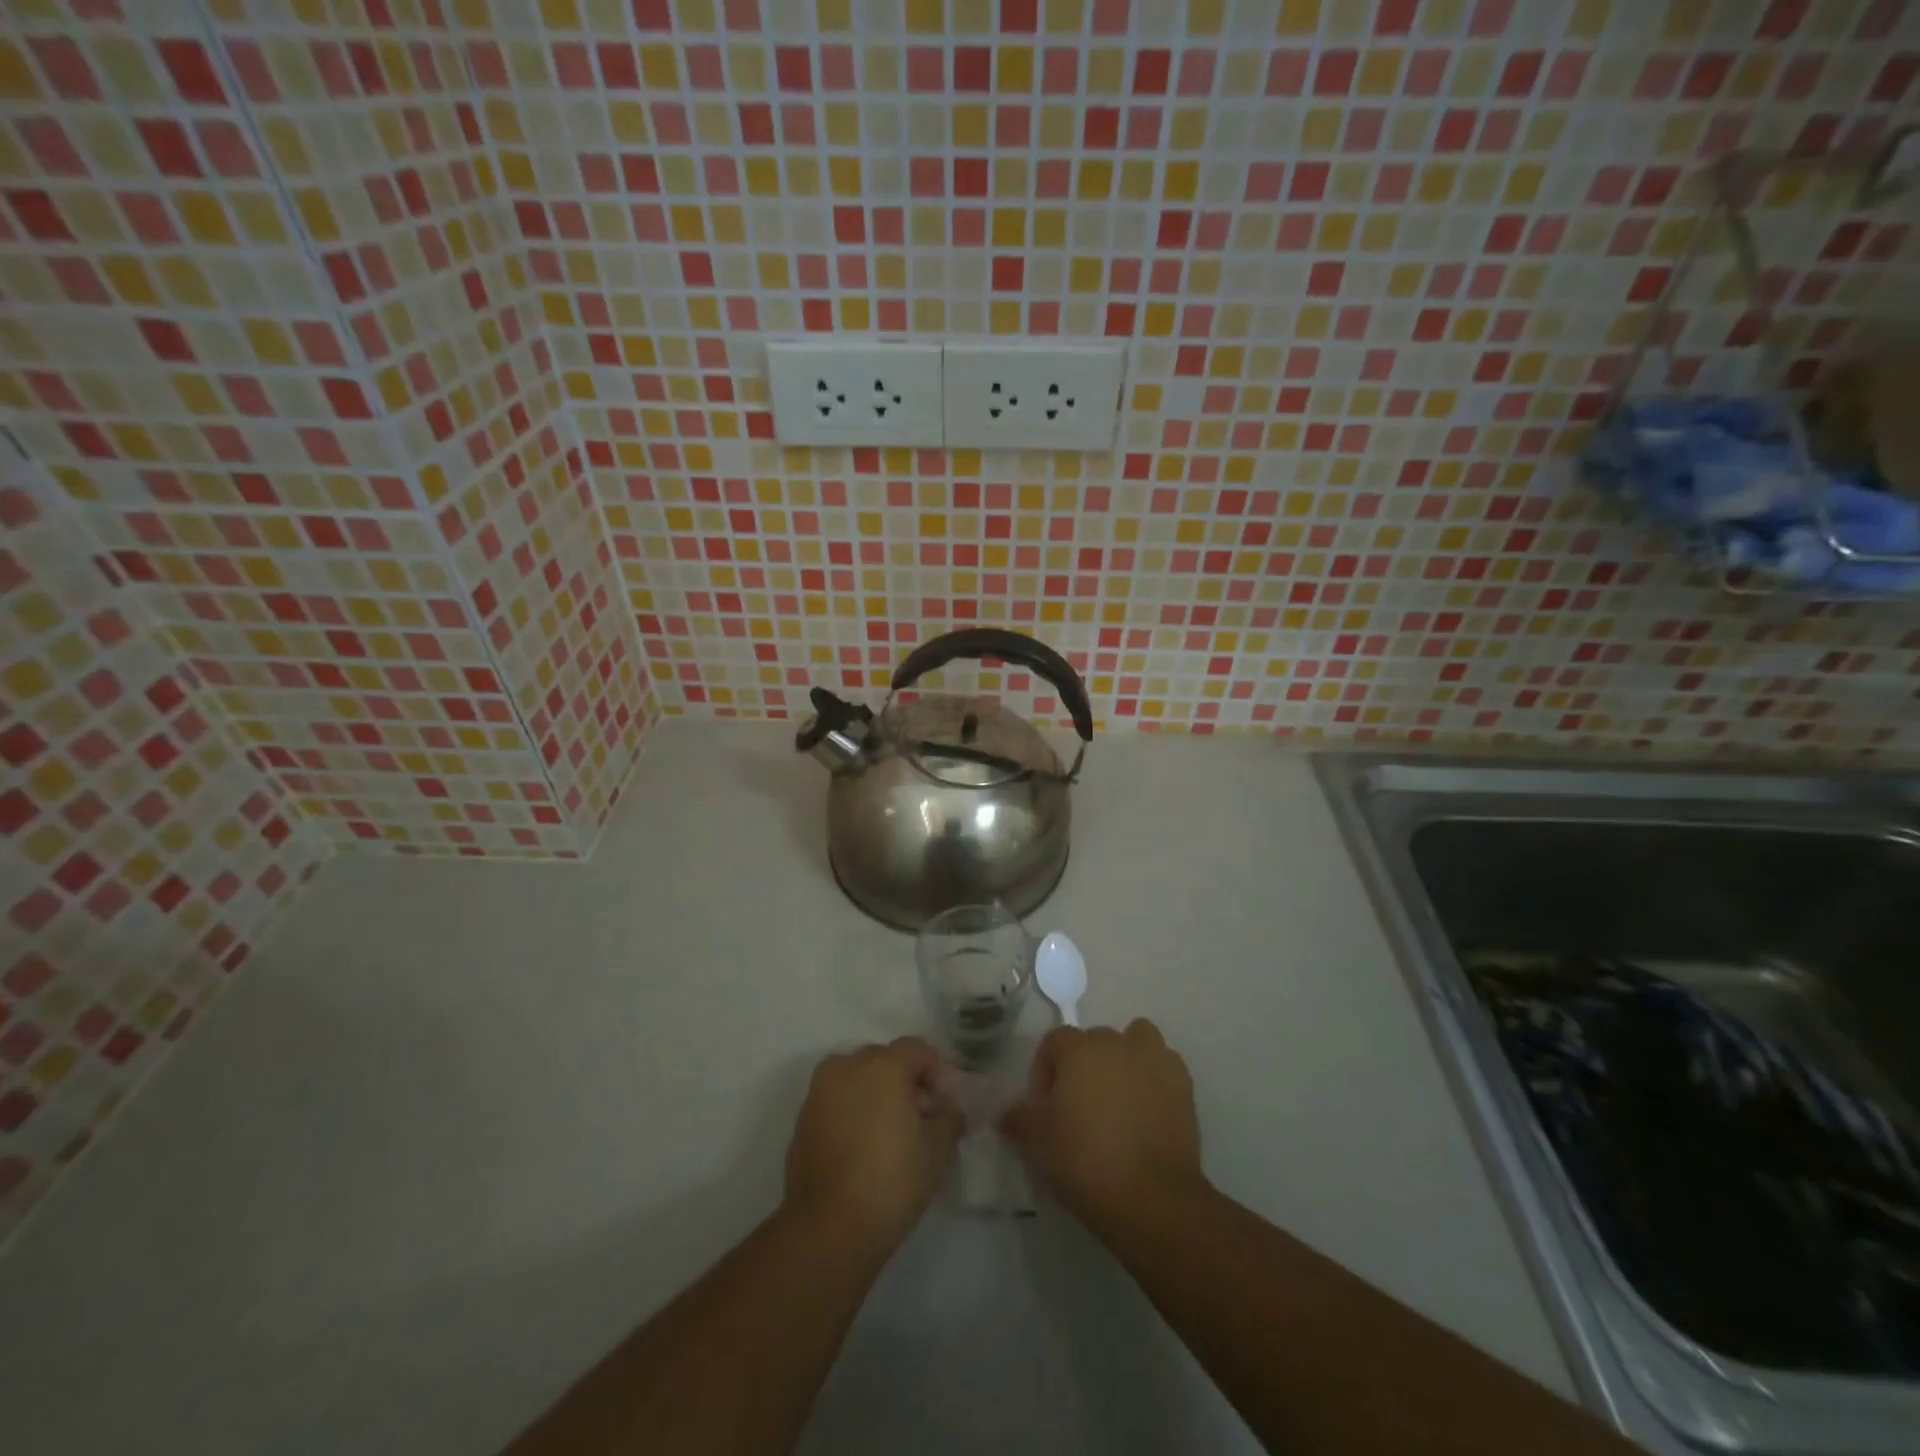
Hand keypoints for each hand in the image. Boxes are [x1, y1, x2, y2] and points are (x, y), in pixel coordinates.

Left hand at [783, 1037, 964, 1252]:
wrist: (827, 1229)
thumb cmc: (890, 1180)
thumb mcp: (937, 1149)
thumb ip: (949, 1117)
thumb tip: (947, 1110)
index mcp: (881, 1065)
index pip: (917, 1050)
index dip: (939, 1071)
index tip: (949, 1102)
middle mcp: (846, 1067)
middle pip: (885, 1060)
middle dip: (908, 1081)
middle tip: (925, 1116)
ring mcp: (819, 1092)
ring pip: (858, 1079)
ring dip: (879, 1095)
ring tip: (895, 1131)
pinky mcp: (803, 1120)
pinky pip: (838, 1102)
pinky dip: (855, 1112)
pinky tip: (867, 1145)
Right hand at [999, 1020, 1206, 1238]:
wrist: (1152, 1198)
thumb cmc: (1086, 1162)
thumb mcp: (1037, 1143)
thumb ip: (1018, 1117)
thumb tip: (1005, 1110)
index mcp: (1078, 1049)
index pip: (1054, 1041)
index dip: (1045, 1070)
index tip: (1045, 1106)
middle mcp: (1116, 1043)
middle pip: (1094, 1040)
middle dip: (1084, 1065)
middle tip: (1080, 1106)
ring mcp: (1154, 1059)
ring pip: (1136, 1039)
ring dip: (1125, 1058)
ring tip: (1119, 1096)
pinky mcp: (1183, 1083)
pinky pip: (1164, 1063)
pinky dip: (1155, 1076)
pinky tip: (1149, 1107)